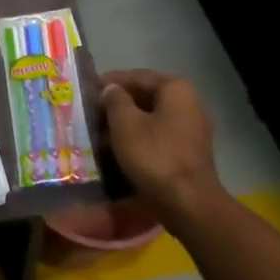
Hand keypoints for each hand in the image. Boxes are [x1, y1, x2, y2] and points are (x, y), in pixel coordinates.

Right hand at [100, 69, 224, 216]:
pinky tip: (118, 150)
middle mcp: (188, 103)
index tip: (88, 89)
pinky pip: (158, 137)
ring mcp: (191, 129)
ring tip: (99, 133)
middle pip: (146, 97)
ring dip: (126, 124)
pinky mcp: (188, 152)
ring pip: (151, 119)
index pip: (137, 76)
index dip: (110, 81)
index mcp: (175, 89)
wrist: (188, 202)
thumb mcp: (125, 123)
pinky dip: (138, 139)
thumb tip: (110, 89)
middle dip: (117, 104)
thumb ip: (115, 100)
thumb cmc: (154, 156)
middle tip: (91, 113)